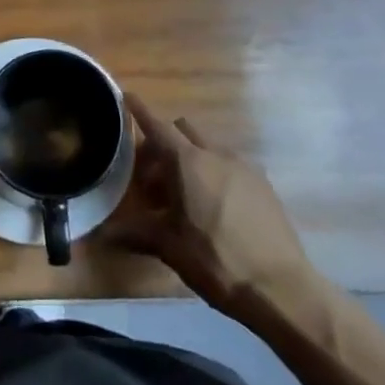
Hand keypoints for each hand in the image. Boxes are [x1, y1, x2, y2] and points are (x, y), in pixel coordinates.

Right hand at [108, 93, 314, 303]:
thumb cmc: (215, 260)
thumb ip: (135, 233)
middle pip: (183, 130)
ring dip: (190, 158)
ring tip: (184, 196)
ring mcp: (244, 167)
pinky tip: (214, 207)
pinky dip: (214, 172)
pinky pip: (231, 165)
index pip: (157, 126)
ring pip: (209, 147)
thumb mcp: (169, 247)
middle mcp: (216, 154)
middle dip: (164, 143)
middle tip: (153, 177)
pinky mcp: (264, 185)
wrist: (280, 288)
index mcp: (188, 162)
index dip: (139, 111)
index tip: (127, 96)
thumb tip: (103, 235)